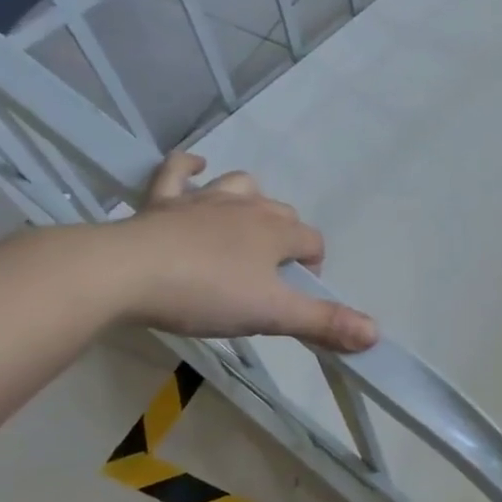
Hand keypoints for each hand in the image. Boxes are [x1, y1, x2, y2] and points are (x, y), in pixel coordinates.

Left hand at [107, 152, 377, 350]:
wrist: (126, 273)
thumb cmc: (207, 293)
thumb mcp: (272, 314)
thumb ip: (323, 322)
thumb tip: (376, 334)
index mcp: (276, 233)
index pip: (312, 241)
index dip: (313, 266)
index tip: (299, 295)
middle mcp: (247, 208)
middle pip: (282, 213)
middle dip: (286, 237)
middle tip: (271, 274)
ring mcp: (203, 200)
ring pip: (241, 185)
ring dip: (250, 199)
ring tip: (245, 224)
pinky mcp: (161, 202)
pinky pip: (177, 172)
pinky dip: (188, 168)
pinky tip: (194, 168)